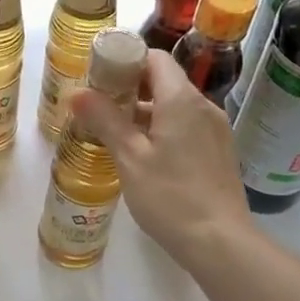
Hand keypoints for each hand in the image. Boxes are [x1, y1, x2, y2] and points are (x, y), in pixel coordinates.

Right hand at [71, 50, 252, 267]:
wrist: (221, 243)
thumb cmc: (170, 197)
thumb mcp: (130, 158)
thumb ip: (105, 120)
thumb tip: (78, 93)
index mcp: (181, 100)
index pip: (154, 58)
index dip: (125, 60)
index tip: (98, 77)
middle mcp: (204, 106)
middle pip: (164, 80)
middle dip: (130, 87)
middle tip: (99, 105)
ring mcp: (216, 129)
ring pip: (175, 105)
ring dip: (146, 111)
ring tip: (115, 132)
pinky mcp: (219, 151)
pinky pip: (187, 125)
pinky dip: (164, 128)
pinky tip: (144, 154)